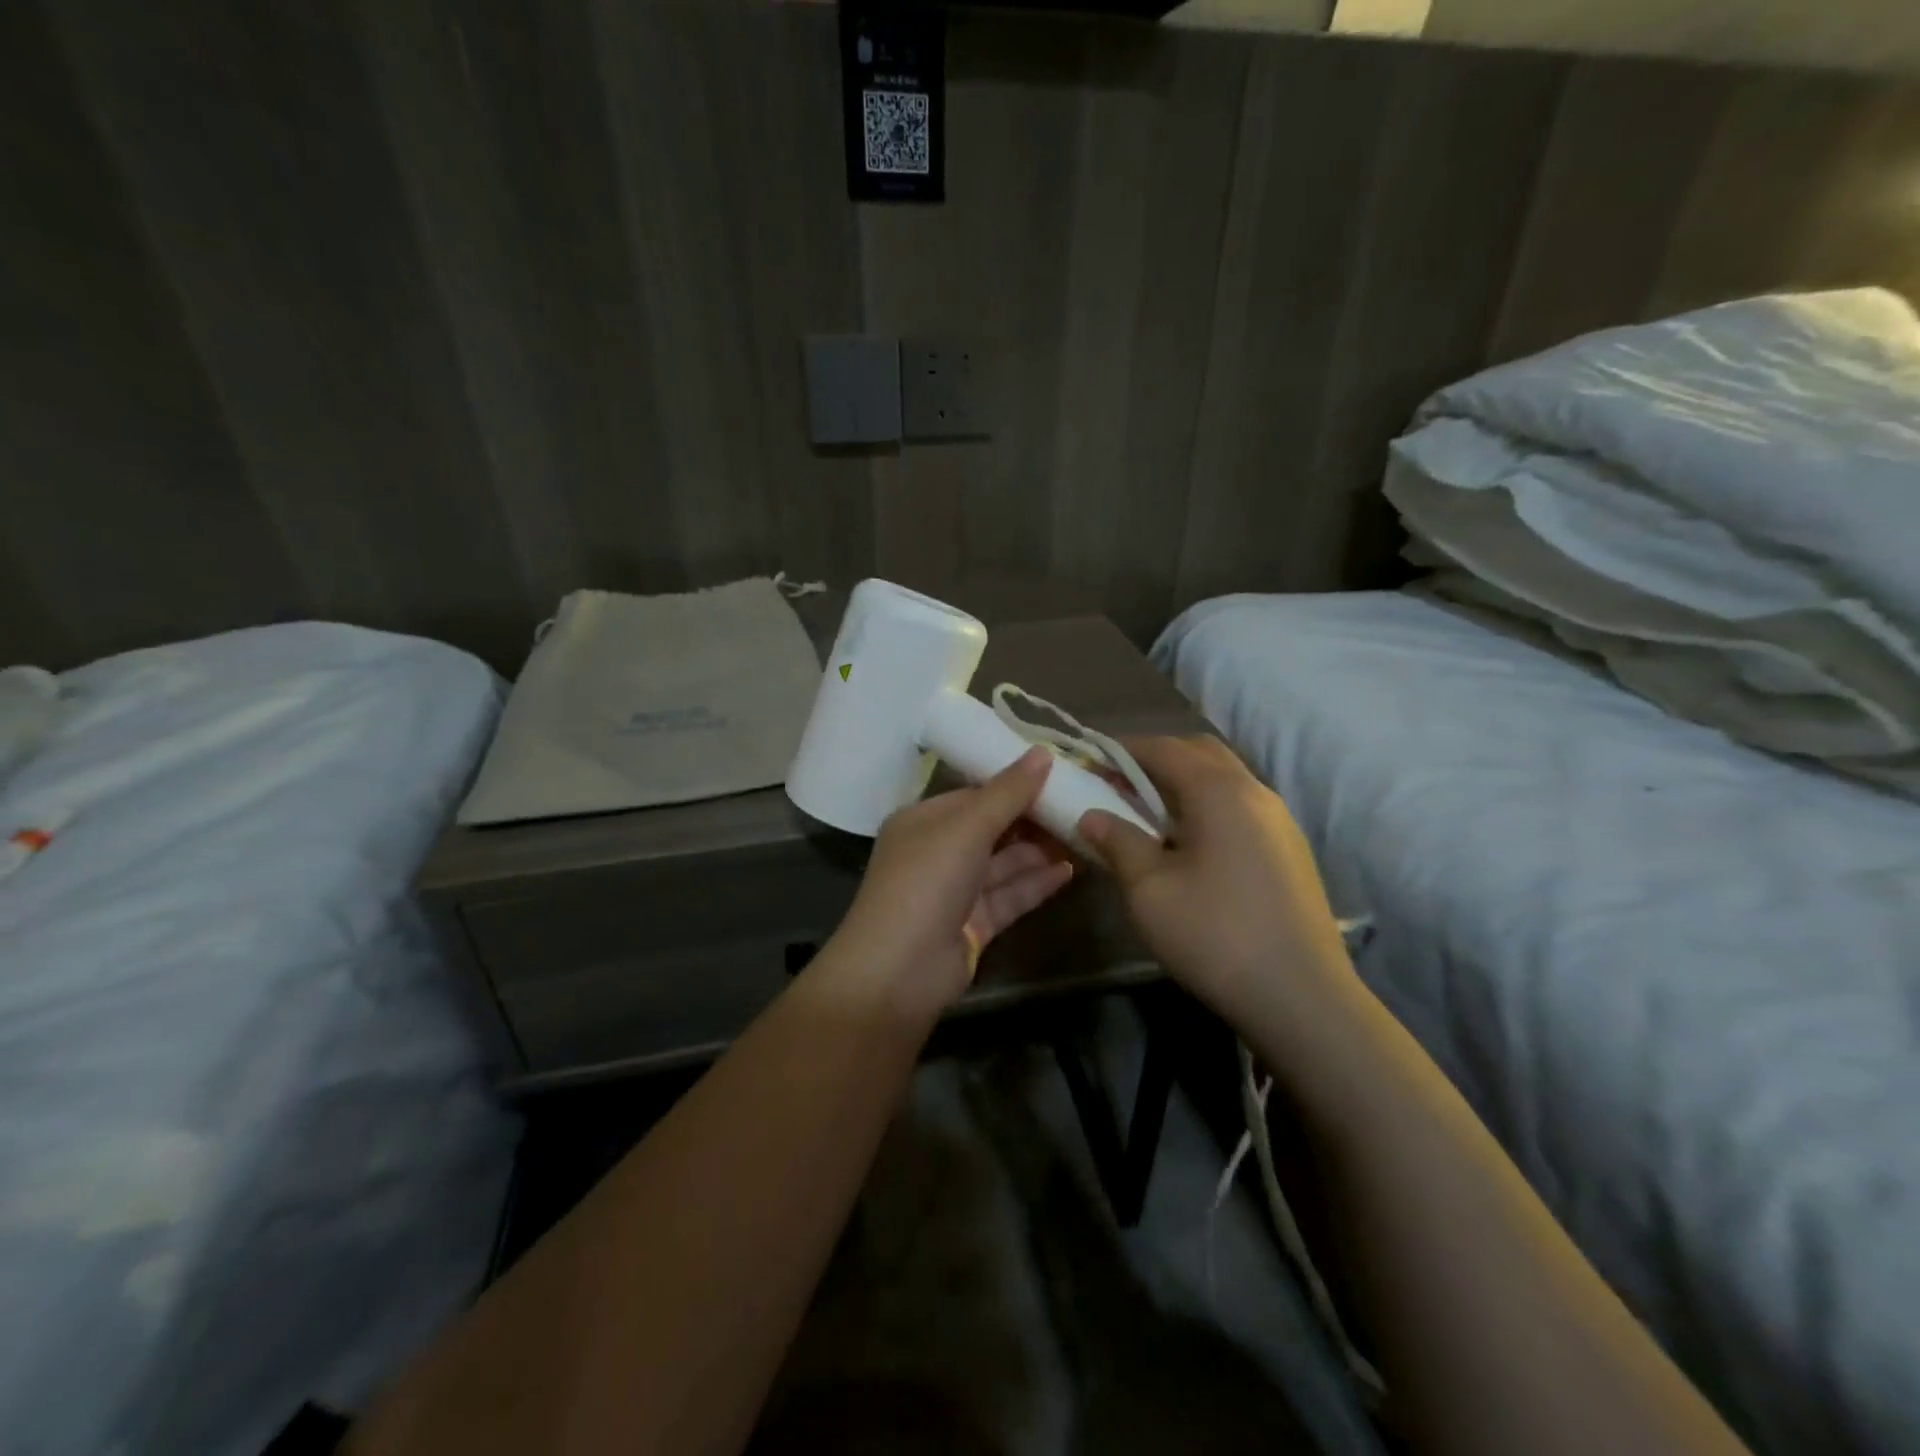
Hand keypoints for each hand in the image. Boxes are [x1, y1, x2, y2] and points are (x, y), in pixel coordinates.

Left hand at [826, 747, 1074, 1020]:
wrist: (900, 972)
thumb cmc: (927, 882)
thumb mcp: (967, 828)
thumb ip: (1007, 793)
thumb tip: (1043, 752)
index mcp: (923, 821)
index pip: (973, 794)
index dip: (1013, 783)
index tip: (1057, 773)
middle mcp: (937, 852)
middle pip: (992, 828)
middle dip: (1032, 818)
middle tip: (1079, 804)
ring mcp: (955, 891)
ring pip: (1004, 863)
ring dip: (1040, 850)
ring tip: (1084, 834)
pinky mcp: (974, 924)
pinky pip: (1010, 895)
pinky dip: (1037, 882)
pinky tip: (1071, 870)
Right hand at [1079, 736, 1355, 1022]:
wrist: (1302, 997)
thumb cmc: (1215, 936)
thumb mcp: (1149, 890)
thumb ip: (1118, 842)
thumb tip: (1092, 815)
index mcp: (1220, 791)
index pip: (1165, 748)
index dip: (1124, 750)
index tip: (1092, 763)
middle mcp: (1255, 792)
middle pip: (1201, 752)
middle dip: (1157, 758)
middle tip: (1120, 785)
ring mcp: (1279, 820)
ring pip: (1225, 778)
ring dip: (1184, 782)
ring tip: (1149, 814)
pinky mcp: (1289, 849)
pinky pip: (1240, 805)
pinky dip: (1207, 805)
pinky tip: (1189, 844)